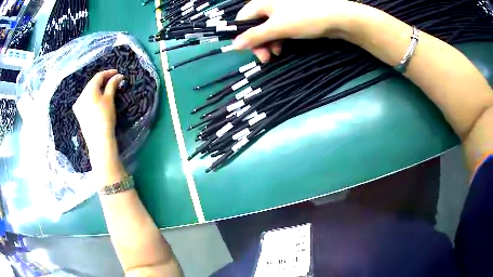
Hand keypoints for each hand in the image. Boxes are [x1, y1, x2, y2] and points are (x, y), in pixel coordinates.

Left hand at [73, 69, 125, 178]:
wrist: (99, 141)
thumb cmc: (105, 117)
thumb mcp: (110, 99)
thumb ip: (113, 85)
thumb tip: (119, 76)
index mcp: (88, 90)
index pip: (98, 76)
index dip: (108, 73)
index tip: (117, 73)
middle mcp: (81, 96)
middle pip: (92, 84)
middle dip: (103, 81)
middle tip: (113, 81)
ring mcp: (78, 106)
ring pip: (88, 93)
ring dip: (98, 89)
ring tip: (107, 90)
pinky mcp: (79, 114)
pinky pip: (86, 101)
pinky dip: (93, 98)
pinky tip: (98, 101)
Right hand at [233, 0, 365, 61]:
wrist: (338, 18)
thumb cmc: (305, 18)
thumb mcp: (277, 27)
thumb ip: (255, 36)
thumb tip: (233, 45)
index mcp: (263, 1)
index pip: (243, 18)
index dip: (244, 35)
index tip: (252, 51)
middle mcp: (271, 4)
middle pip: (256, 24)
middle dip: (259, 42)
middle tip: (266, 58)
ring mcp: (283, 10)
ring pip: (268, 28)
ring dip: (270, 42)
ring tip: (277, 54)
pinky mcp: (294, 17)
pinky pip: (280, 28)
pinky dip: (279, 38)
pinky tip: (283, 48)